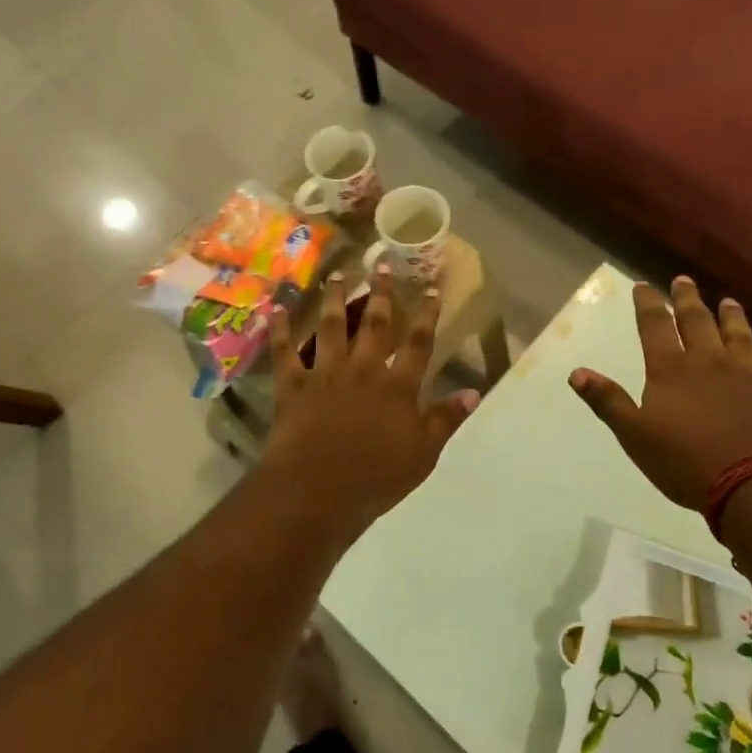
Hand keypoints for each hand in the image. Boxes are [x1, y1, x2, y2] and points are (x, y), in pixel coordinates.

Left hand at [260, 269, 477, 546]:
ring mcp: (325, 374)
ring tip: (336, 274)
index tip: (431, 287)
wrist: (318, 489)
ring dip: (334, 299)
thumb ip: (446, 419)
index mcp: (397, 386)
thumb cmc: (376, 478)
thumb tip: (473, 391)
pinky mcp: (293, 386)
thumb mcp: (423, 454)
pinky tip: (277, 308)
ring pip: (330, 327)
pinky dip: (280, 330)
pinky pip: (285, 352)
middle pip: (375, 324)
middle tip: (381, 263)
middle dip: (381, 292)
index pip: (418, 343)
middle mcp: (362, 370)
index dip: (427, 314)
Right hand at [569, 277, 751, 514]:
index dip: (648, 305)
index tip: (644, 286)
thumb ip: (607, 401)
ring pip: (741, 339)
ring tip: (729, 302)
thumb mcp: (635, 435)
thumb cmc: (686, 462)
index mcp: (672, 371)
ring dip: (734, 319)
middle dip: (688, 301)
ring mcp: (751, 379)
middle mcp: (711, 365)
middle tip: (684, 280)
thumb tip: (576, 372)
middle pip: (698, 324)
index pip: (655, 328)